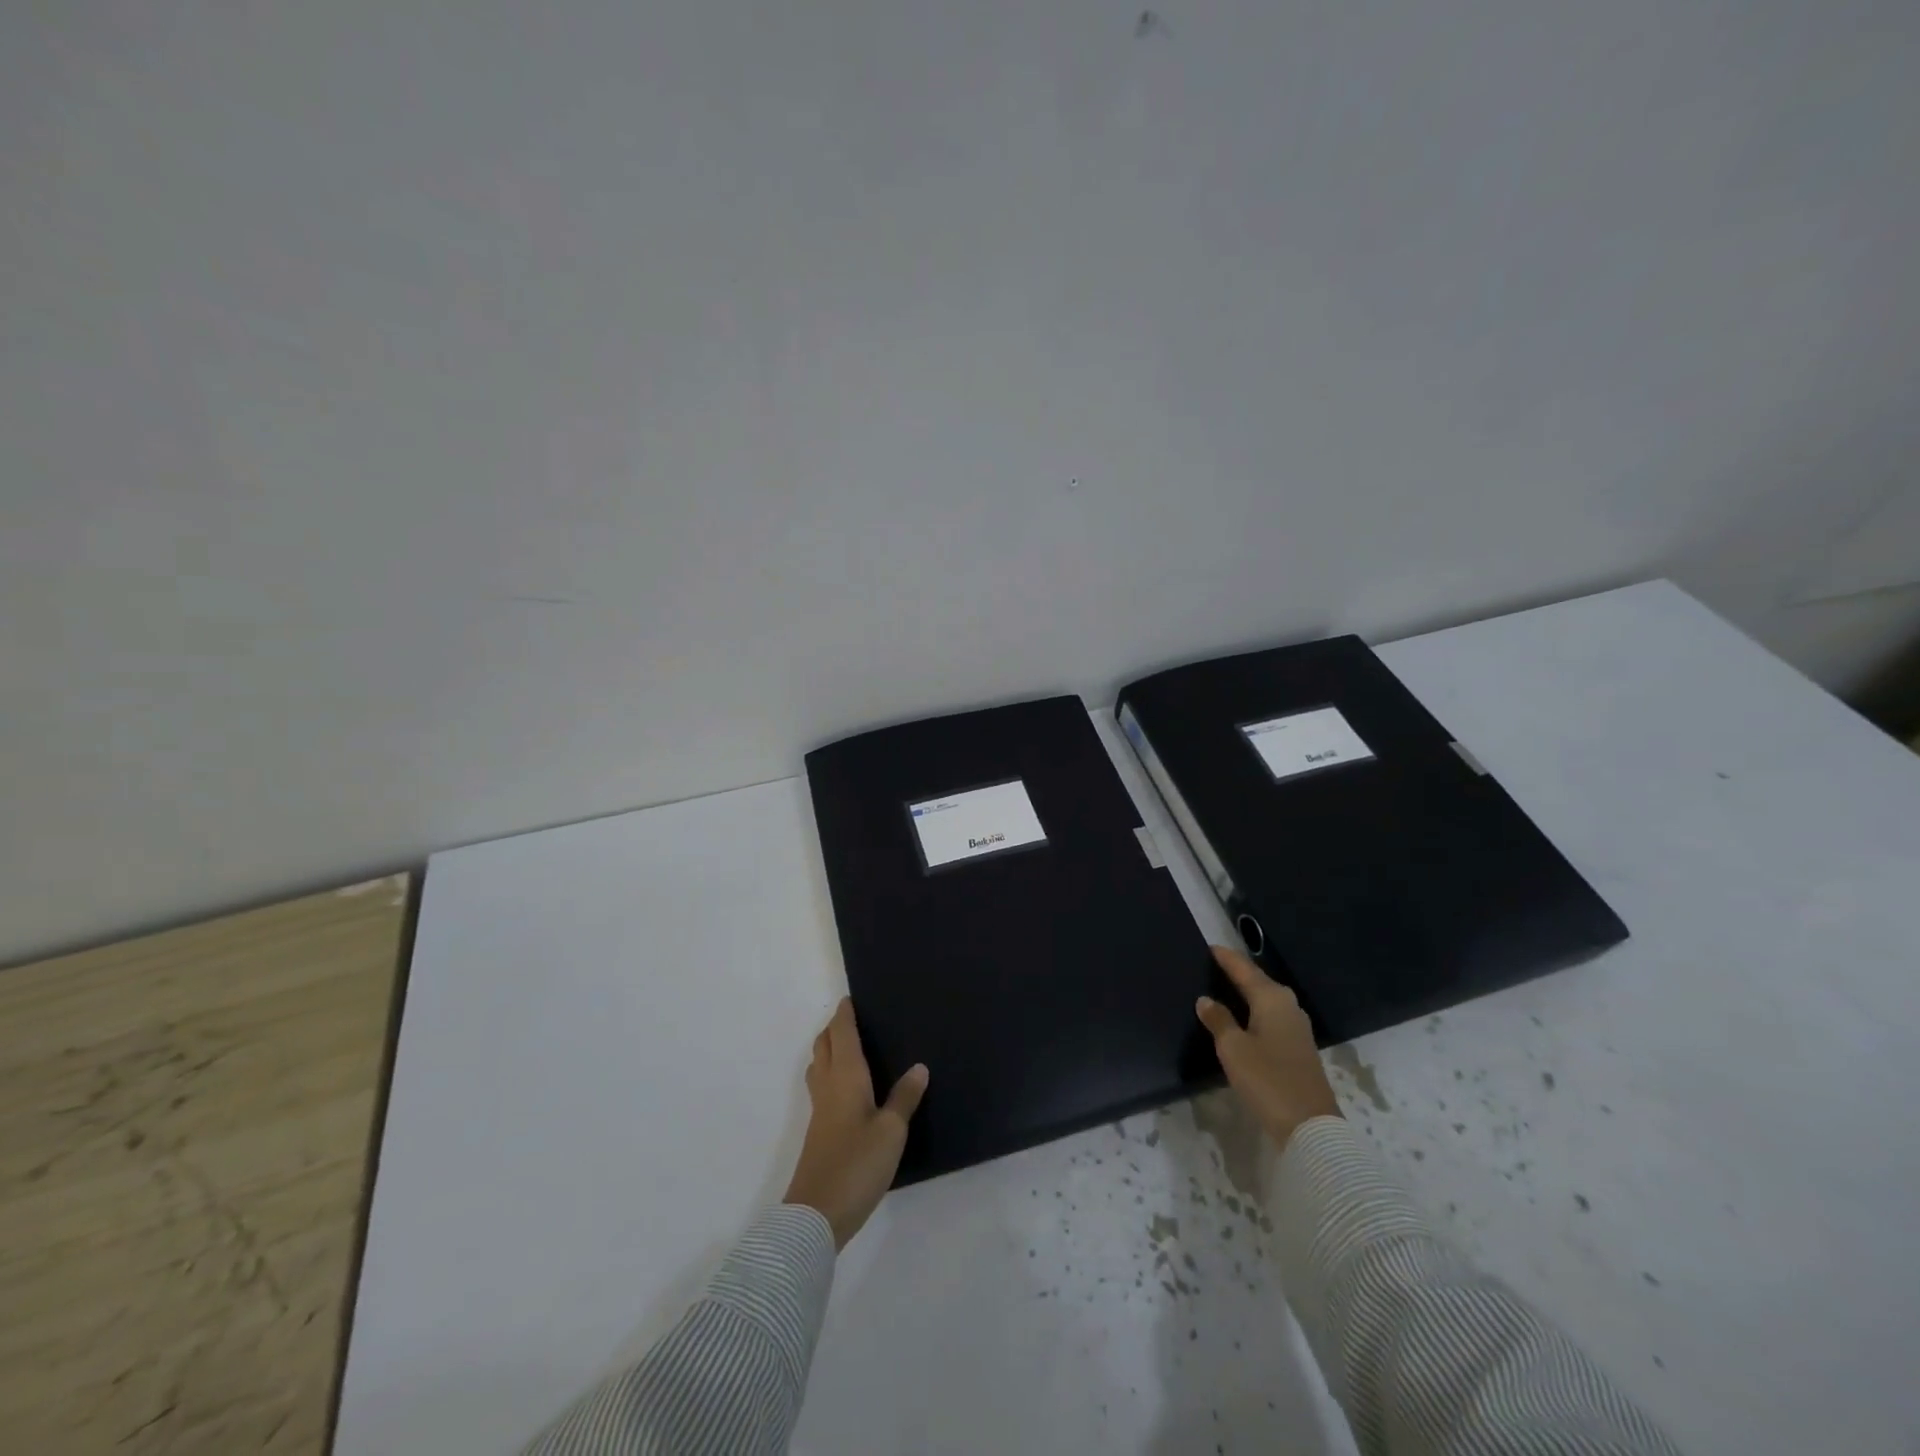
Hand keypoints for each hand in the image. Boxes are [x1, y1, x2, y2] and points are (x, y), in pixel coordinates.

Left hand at [783, 998, 928, 1249]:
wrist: (816, 1214)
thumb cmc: (857, 1164)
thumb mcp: (892, 1131)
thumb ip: (904, 1098)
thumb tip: (918, 1067)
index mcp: (846, 1076)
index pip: (841, 1033)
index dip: (844, 1014)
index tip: (851, 998)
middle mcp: (828, 1085)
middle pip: (824, 1045)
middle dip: (834, 1028)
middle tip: (853, 1019)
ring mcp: (819, 1110)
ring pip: (819, 1065)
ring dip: (829, 1049)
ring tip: (849, 1047)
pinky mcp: (818, 1131)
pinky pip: (822, 1086)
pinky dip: (831, 1072)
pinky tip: (847, 1088)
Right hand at [1195, 944, 1341, 1150]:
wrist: (1310, 1126)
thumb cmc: (1267, 1079)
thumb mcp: (1233, 1048)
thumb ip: (1218, 1020)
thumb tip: (1206, 999)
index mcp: (1271, 998)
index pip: (1243, 968)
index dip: (1225, 958)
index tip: (1208, 946)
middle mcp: (1287, 1006)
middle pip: (1257, 981)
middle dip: (1236, 973)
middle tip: (1211, 966)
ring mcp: (1296, 1027)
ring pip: (1265, 1000)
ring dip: (1245, 993)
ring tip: (1222, 988)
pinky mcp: (1298, 1047)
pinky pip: (1270, 1016)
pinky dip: (1254, 1011)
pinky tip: (1241, 1018)